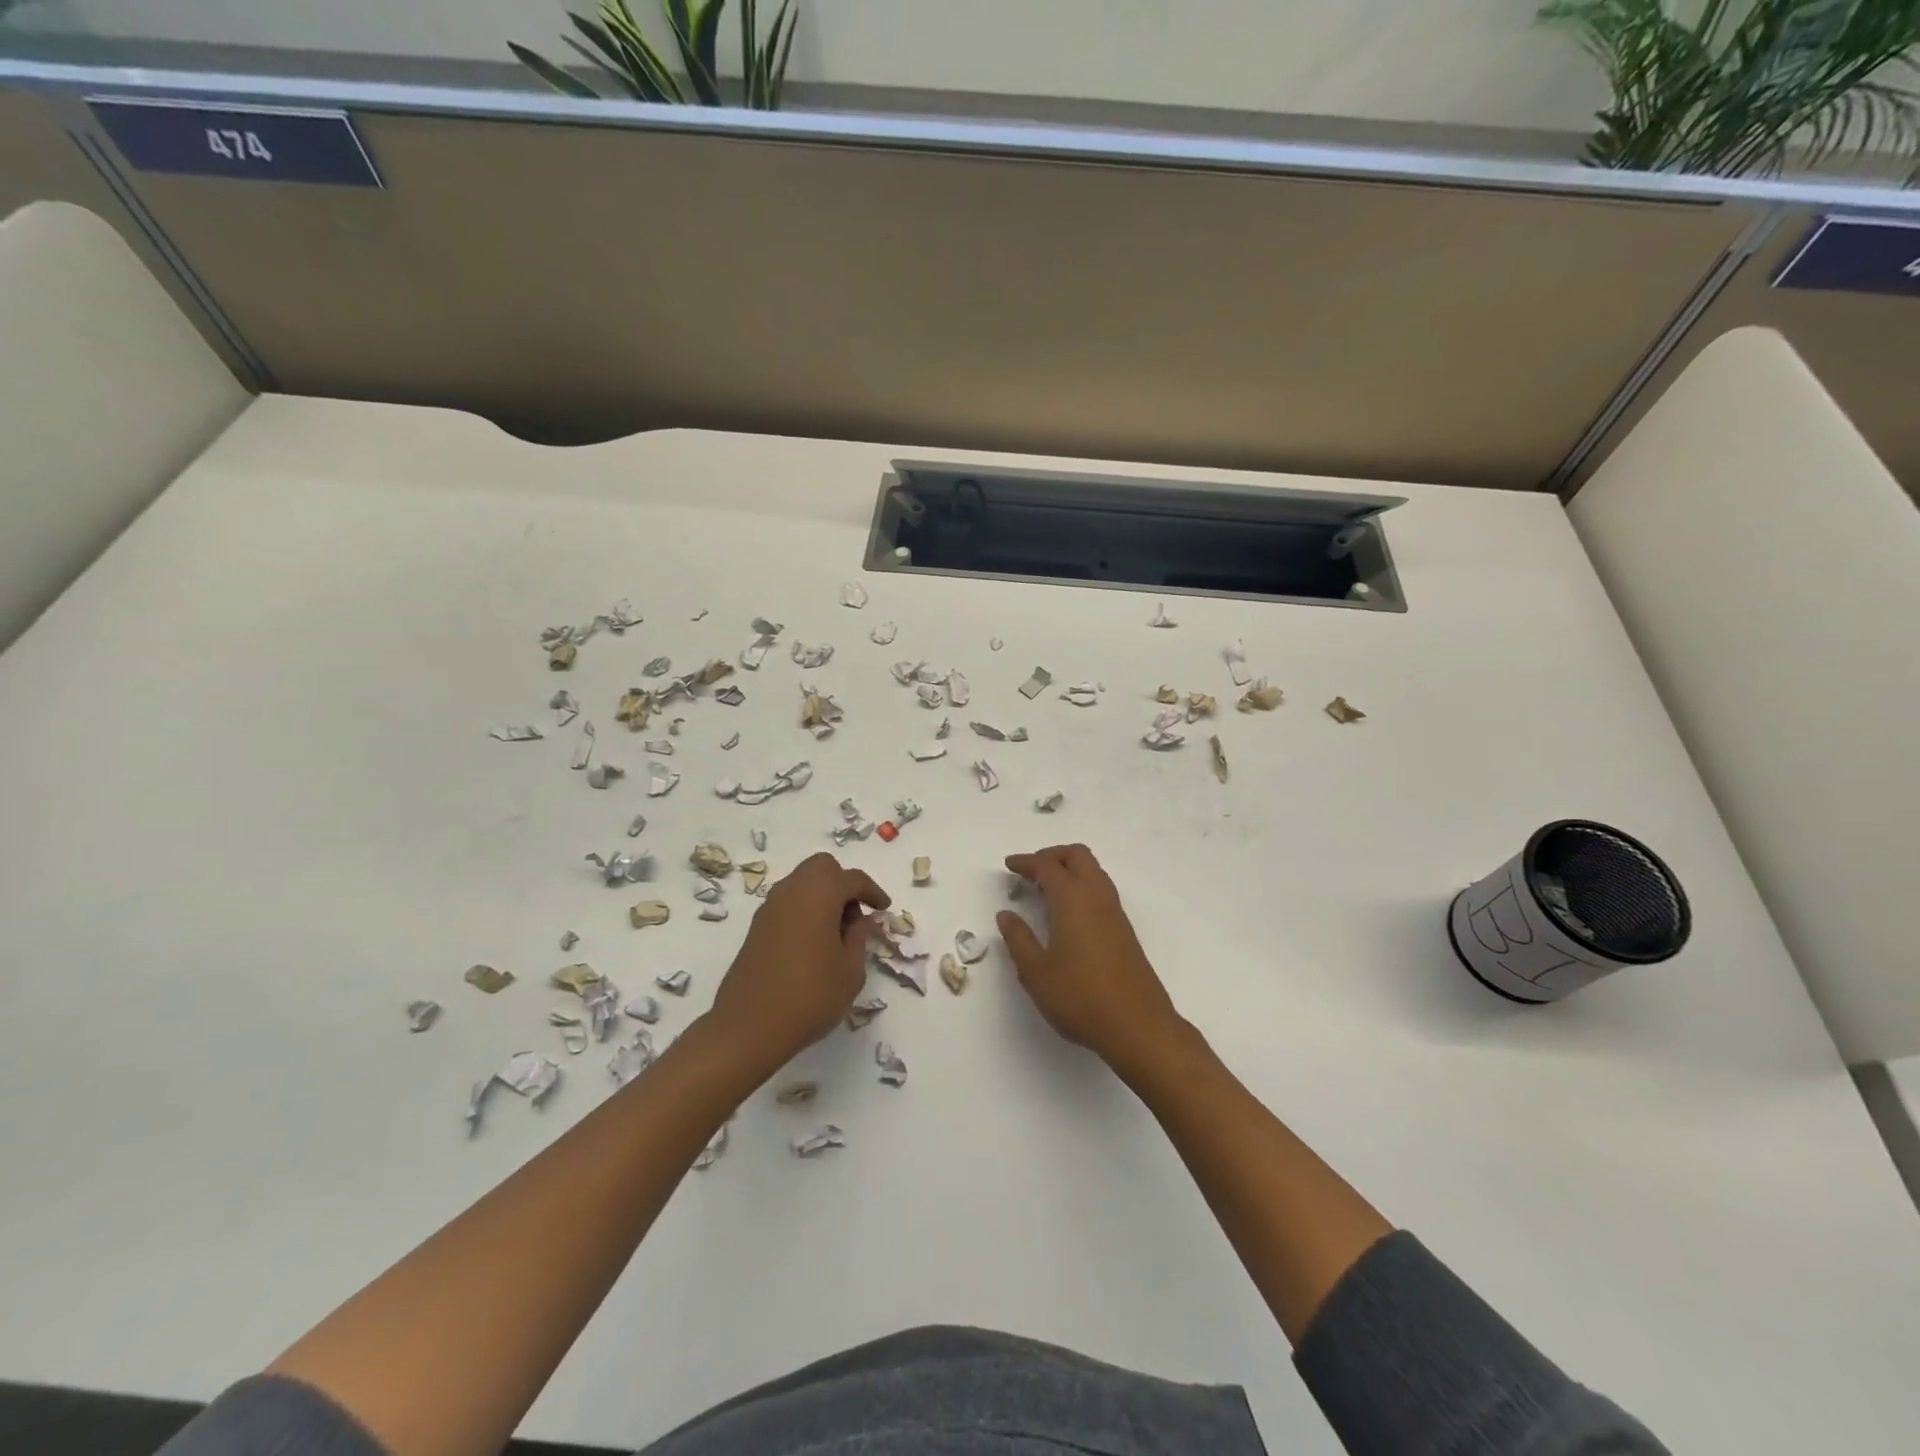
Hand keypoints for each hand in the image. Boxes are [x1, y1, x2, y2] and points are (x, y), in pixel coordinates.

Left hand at [708, 853, 889, 1074]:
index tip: (884, 909)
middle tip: (856, 915)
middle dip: (843, 883)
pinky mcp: (756, 927)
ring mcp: (769, 907)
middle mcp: (792, 891)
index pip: (853, 878)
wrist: (749, 1027)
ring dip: (822, 895)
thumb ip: (859, 937)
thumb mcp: (850, 971)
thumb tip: (861, 919)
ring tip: (837, 932)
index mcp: (819, 894)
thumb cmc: (810, 996)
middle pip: (822, 868)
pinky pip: (788, 903)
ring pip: (802, 882)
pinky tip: (814, 942)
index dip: (873, 891)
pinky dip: (805, 909)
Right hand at [997, 843, 1182, 1076]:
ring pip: (1093, 871)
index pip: (1047, 866)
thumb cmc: (1080, 997)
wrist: (1138, 1025)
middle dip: (1052, 856)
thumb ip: (1019, 939)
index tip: (1009, 866)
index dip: (1026, 862)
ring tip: (1045, 890)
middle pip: (1077, 856)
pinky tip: (1068, 913)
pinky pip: (1101, 890)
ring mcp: (1114, 912)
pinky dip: (1081, 886)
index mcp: (1072, 900)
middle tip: (1030, 872)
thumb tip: (1006, 914)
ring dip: (1069, 870)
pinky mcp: (1124, 929)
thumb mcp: (1036, 972)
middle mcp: (1096, 897)